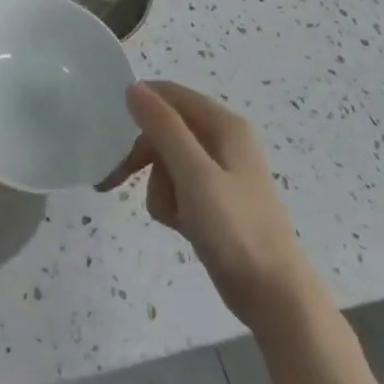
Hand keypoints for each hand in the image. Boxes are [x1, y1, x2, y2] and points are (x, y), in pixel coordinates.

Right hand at [99, 81, 319, 331]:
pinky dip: (170, 204)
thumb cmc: (235, 228)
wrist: (274, 297)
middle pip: (164, 129)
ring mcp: (217, 173)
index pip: (169, 94)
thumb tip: (133, 87)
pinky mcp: (212, 201)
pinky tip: (180, 226)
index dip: (139, 106)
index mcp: (224, 125)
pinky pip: (176, 188)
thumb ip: (163, 127)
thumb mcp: (194, 173)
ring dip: (158, 186)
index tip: (108, 130)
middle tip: (115, 178)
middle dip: (142, 155)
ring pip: (165, 161)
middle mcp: (221, 141)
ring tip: (172, 214)